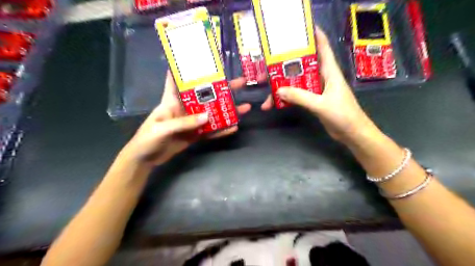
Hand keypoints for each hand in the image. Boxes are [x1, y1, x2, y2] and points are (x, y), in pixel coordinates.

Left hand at [121, 72, 251, 167]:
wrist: (146, 159)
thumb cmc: (148, 139)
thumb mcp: (162, 129)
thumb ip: (184, 123)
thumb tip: (207, 117)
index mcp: (172, 100)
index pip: (180, 79)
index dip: (189, 68)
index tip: (206, 59)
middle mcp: (185, 108)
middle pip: (205, 95)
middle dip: (222, 88)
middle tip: (240, 83)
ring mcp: (192, 122)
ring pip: (212, 113)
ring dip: (227, 110)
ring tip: (245, 107)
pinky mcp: (195, 134)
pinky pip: (211, 131)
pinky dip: (222, 130)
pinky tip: (234, 127)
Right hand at [261, 27, 372, 141]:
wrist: (352, 133)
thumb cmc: (343, 115)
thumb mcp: (321, 105)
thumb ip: (300, 97)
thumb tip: (278, 90)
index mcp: (329, 71)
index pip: (322, 47)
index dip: (313, 35)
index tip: (299, 29)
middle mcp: (322, 77)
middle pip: (302, 66)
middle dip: (285, 67)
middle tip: (267, 69)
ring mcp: (317, 89)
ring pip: (297, 83)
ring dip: (283, 88)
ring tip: (267, 96)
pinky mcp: (314, 100)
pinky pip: (298, 95)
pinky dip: (287, 98)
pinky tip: (276, 104)